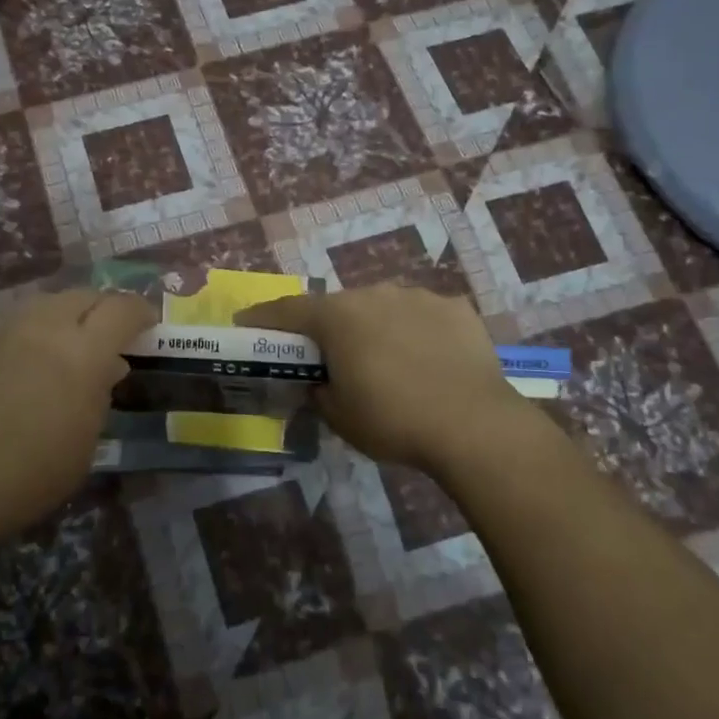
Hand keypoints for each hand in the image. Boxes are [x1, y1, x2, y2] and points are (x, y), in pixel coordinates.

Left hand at [0, 291, 155, 547]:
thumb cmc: (23, 478)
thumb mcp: (82, 448)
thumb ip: (98, 399)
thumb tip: (104, 370)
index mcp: (82, 352)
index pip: (123, 308)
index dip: (141, 311)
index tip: (147, 324)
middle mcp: (42, 326)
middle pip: (82, 295)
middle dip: (101, 309)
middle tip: (105, 334)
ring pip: (40, 304)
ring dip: (59, 318)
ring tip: (57, 347)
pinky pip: (1, 323)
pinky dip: (17, 335)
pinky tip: (8, 362)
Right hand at [240, 284, 543, 473]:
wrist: (473, 424)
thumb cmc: (393, 420)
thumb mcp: (340, 417)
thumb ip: (319, 392)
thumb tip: (320, 383)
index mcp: (338, 317)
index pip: (288, 310)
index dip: (263, 317)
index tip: (245, 321)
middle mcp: (374, 294)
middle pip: (340, 307)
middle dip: (330, 328)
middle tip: (332, 357)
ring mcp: (418, 297)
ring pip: (384, 307)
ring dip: (376, 327)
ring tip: (389, 361)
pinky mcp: (456, 308)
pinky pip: (424, 316)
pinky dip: (418, 332)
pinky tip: (429, 359)